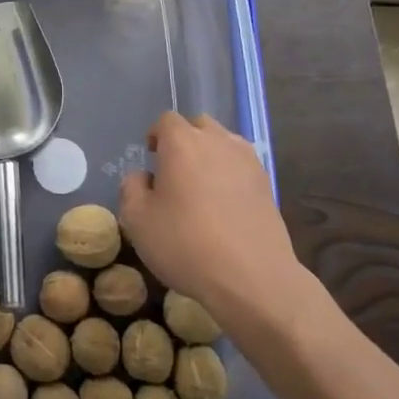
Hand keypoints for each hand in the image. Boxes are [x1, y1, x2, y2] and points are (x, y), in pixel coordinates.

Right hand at [119, 112, 325, 334]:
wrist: (253, 278)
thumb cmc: (187, 244)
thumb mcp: (138, 221)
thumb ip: (132, 188)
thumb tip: (143, 177)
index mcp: (182, 142)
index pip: (165, 121)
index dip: (156, 136)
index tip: (151, 159)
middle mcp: (216, 141)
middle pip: (198, 126)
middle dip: (185, 141)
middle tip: (175, 172)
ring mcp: (246, 160)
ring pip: (223, 143)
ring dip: (210, 155)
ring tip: (203, 188)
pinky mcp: (267, 184)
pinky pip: (242, 165)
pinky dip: (231, 174)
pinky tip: (226, 204)